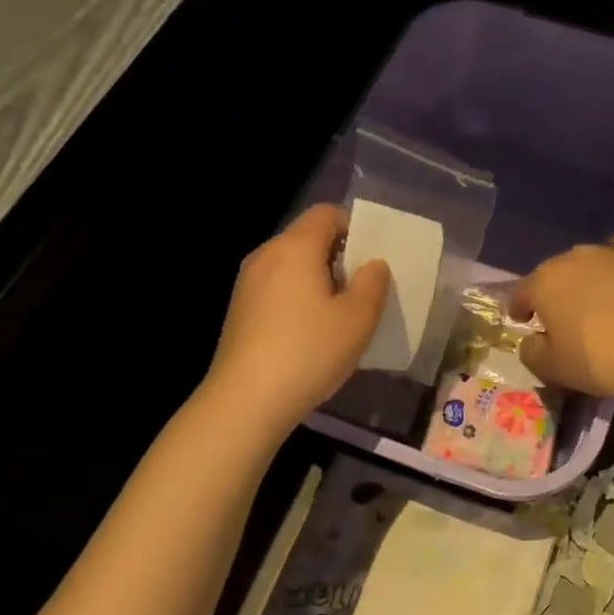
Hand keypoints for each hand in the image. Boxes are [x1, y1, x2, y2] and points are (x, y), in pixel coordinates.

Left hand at [206, 205, 390, 429]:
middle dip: (338, 256)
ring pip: (291, 265)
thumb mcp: (358, 319)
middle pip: (307, 238)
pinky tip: (310, 332)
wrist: (245, 401)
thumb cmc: (309, 351)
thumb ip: (373, 284)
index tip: (372, 258)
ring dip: (318, 279)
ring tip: (339, 313)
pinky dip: (297, 297)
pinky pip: (276, 287)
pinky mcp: (239, 310)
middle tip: (363, 288)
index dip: (354, 226)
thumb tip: (373, 264)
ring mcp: (247, 283)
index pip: (326, 213)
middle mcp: (266, 255)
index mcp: (295, 247)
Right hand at [511, 233, 613, 398]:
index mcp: (543, 283)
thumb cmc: (602, 358)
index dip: (519, 308)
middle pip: (554, 275)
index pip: (520, 293)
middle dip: (554, 295)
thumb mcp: (555, 369)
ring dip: (585, 281)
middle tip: (563, 320)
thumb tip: (531, 340)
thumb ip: (531, 353)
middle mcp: (571, 258)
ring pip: (586, 263)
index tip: (522, 321)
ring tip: (596, 303)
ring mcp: (608, 251)